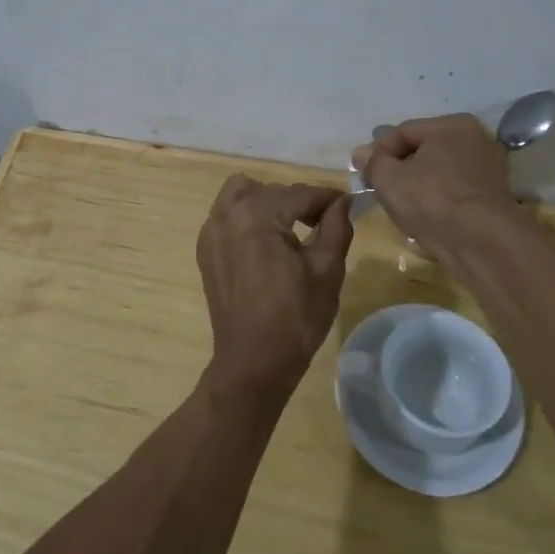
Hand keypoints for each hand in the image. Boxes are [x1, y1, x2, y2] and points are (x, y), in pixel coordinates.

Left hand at [195, 176, 352, 412]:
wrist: (254, 362)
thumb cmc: (295, 318)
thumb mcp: (327, 270)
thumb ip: (336, 226)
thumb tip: (342, 201)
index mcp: (257, 216)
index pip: (300, 193)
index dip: (327, 197)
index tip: (348, 203)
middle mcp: (227, 214)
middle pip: (272, 191)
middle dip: (300, 202)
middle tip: (325, 222)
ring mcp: (211, 231)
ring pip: (242, 194)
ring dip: (269, 202)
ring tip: (292, 227)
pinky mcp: (206, 249)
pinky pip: (226, 214)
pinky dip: (247, 216)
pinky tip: (267, 241)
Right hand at [351, 114, 513, 251]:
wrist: (480, 243)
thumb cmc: (431, 200)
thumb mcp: (388, 178)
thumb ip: (372, 162)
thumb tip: (362, 153)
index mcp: (452, 125)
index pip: (403, 132)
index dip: (379, 153)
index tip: (366, 176)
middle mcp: (476, 140)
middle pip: (423, 152)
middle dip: (400, 170)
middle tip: (382, 192)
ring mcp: (489, 170)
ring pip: (439, 174)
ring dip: (418, 188)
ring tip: (403, 209)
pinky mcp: (494, 199)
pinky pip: (454, 193)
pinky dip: (438, 202)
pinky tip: (426, 219)